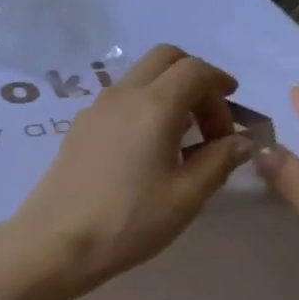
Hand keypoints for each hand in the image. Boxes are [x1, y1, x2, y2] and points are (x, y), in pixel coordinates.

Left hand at [5, 45, 253, 295]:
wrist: (58, 241)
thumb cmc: (128, 221)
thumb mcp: (185, 197)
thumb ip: (218, 162)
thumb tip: (241, 141)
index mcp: (153, 106)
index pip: (195, 70)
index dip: (220, 87)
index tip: (232, 121)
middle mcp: (123, 95)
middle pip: (165, 58)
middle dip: (195, 79)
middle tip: (210, 120)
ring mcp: (96, 108)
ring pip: (140, 76)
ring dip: (168, 91)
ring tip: (182, 138)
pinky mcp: (80, 126)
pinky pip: (120, 98)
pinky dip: (144, 105)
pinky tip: (148, 147)